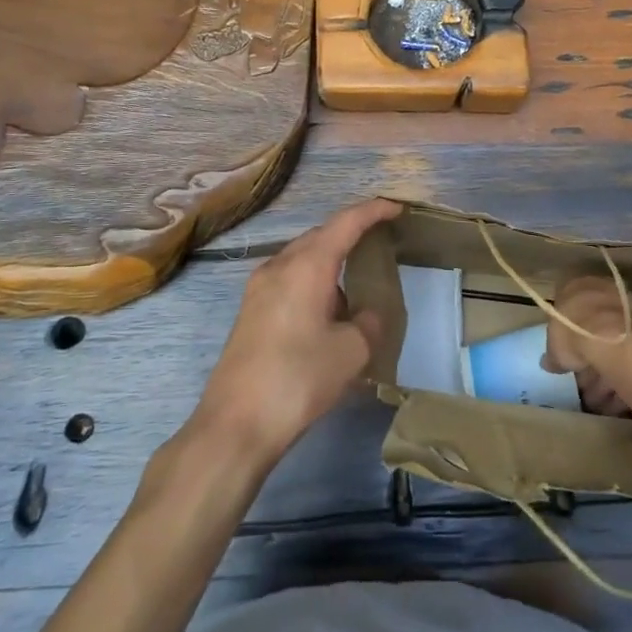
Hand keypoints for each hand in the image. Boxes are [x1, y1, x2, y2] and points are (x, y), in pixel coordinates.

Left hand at [191, 198, 403, 466]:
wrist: (235, 423)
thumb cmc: (298, 379)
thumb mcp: (351, 352)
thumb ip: (368, 324)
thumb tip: (367, 315)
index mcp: (306, 265)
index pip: (345, 222)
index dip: (373, 211)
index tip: (396, 208)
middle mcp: (279, 266)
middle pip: (320, 235)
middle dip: (350, 233)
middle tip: (378, 241)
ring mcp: (259, 288)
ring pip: (302, 258)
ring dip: (330, 261)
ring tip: (355, 284)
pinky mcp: (251, 311)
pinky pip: (289, 279)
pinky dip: (312, 281)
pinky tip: (326, 312)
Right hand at [541, 274, 631, 415]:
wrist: (616, 338)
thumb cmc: (574, 332)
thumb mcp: (554, 347)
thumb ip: (553, 354)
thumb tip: (549, 363)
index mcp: (576, 286)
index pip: (568, 306)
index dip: (566, 334)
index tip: (565, 354)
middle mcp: (603, 290)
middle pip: (593, 325)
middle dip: (589, 355)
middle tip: (582, 381)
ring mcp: (627, 307)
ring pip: (614, 341)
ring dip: (606, 370)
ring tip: (599, 399)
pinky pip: (630, 353)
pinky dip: (623, 373)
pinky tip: (617, 396)